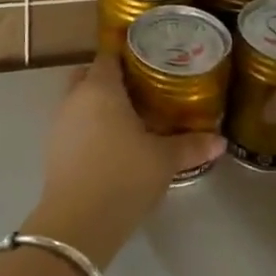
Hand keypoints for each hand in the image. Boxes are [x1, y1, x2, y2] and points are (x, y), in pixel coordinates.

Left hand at [26, 54, 225, 268]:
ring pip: (80, 100)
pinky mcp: (54, 148)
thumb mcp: (164, 160)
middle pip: (90, 75)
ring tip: (131, 116)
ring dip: (99, 104)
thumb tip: (221, 141)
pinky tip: (113, 144)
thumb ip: (191, 146)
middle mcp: (75, 98)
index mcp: (100, 88)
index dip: (128, 53)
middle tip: (142, 88)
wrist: (78, 222)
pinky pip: (74, 124)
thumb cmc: (123, 176)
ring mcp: (60, 123)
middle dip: (111, 78)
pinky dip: (91, 125)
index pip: (109, 56)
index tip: (151, 58)